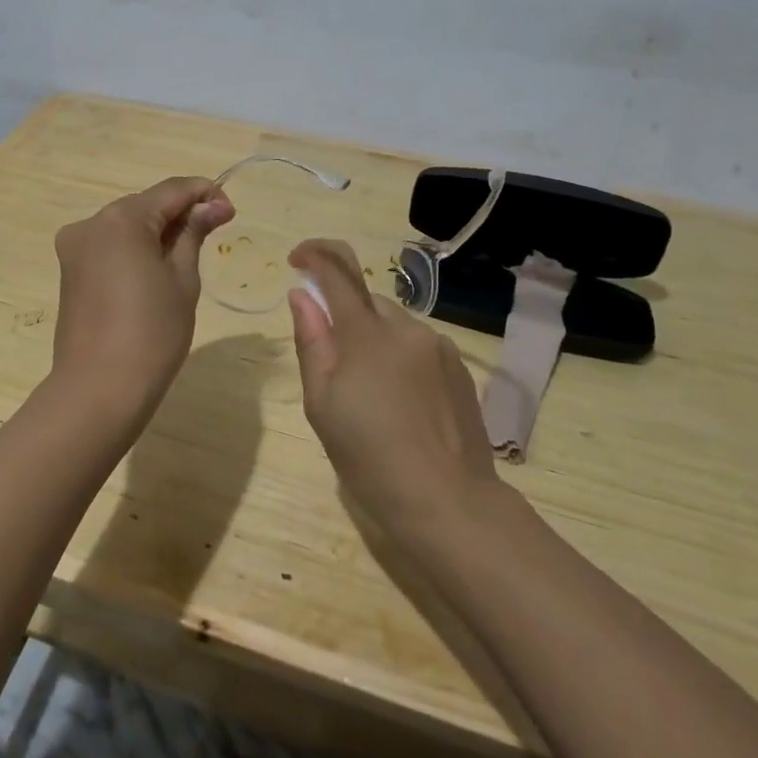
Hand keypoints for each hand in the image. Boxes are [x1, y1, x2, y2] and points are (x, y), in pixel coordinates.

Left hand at [48, 176, 233, 426]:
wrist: (99, 389)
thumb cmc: (152, 332)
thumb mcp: (183, 279)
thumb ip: (194, 233)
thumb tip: (213, 205)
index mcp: (121, 218)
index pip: (171, 190)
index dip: (204, 194)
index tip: (231, 212)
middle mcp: (91, 223)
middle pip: (145, 205)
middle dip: (180, 214)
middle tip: (214, 233)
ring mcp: (75, 247)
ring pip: (126, 226)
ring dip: (157, 232)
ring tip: (188, 255)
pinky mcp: (70, 271)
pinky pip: (110, 247)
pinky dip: (135, 249)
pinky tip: (156, 270)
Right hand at [288, 239, 497, 538]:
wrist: (448, 502)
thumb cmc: (370, 457)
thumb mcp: (322, 404)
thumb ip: (311, 342)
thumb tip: (302, 296)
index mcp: (367, 333)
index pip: (338, 271)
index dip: (314, 255)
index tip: (297, 259)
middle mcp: (407, 327)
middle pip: (367, 302)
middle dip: (345, 317)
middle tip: (333, 368)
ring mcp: (439, 347)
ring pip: (394, 326)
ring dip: (375, 341)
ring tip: (371, 396)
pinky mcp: (460, 369)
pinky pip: (419, 347)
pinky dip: (401, 359)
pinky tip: (401, 404)